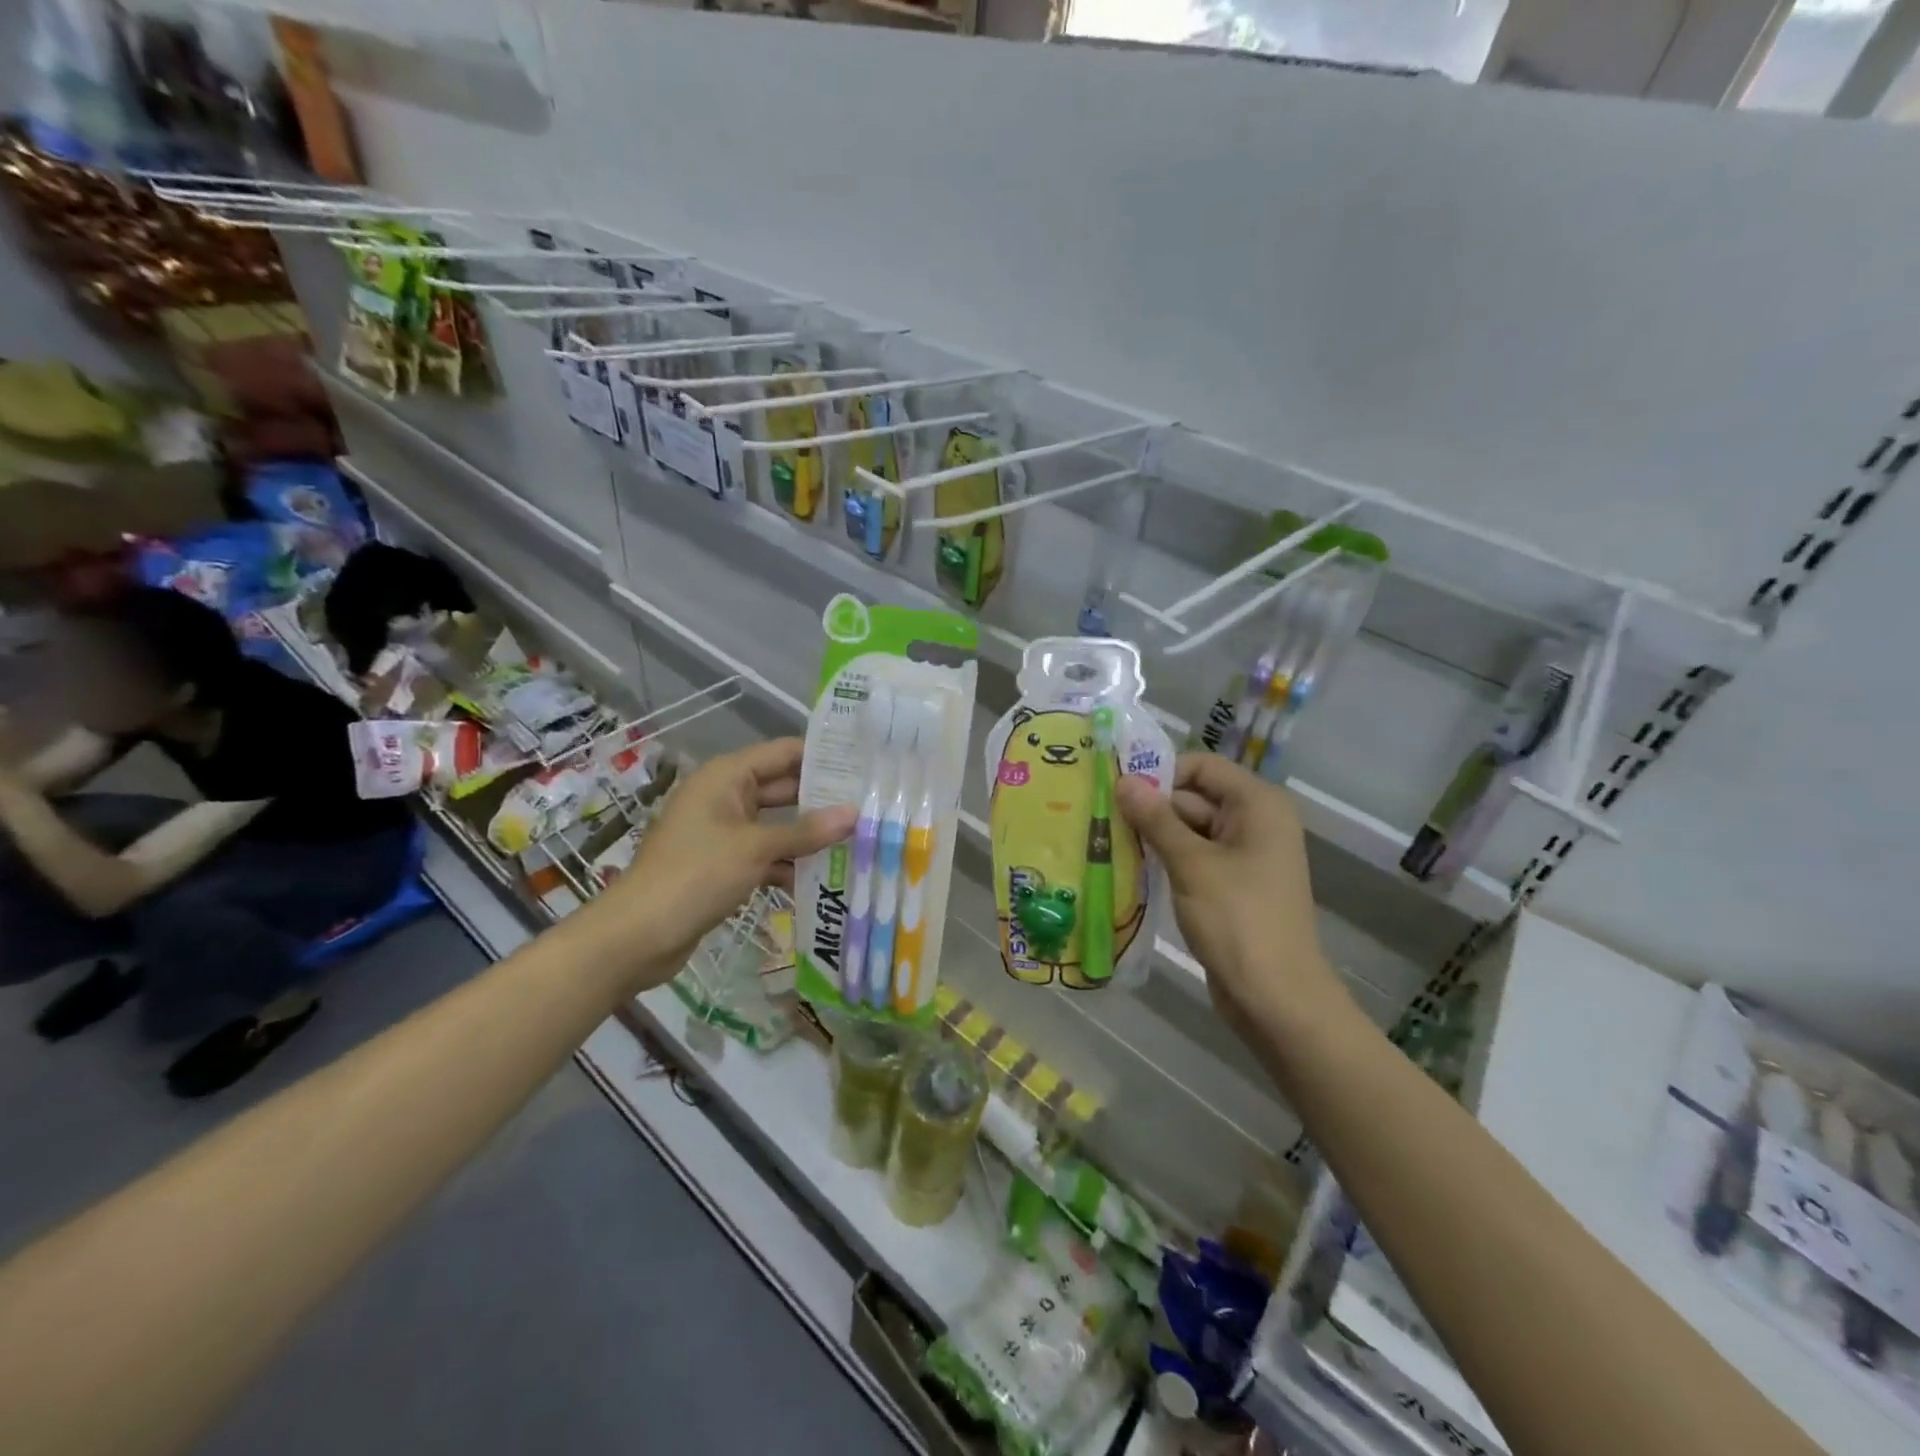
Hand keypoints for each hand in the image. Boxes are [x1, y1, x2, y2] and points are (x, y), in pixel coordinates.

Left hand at [589, 738, 854, 988]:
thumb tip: (855, 814)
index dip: (822, 756)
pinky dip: (787, 863)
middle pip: (782, 788)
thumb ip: (806, 831)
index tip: (865, 763)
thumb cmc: (697, 874)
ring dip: (808, 836)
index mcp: (726, 777)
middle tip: (869, 805)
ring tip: (857, 840)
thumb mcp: (756, 848)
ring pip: (776, 825)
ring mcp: (723, 832)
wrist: (638, 935)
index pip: (783, 753)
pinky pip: (764, 854)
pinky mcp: (722, 864)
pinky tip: (822, 877)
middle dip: (822, 799)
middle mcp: (725, 797)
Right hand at [1116, 753, 1346, 1036]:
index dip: (1160, 773)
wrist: (1275, 998)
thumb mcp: (1192, 864)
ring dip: (1152, 835)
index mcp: (1257, 804)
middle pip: (1193, 797)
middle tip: (1099, 815)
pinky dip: (1165, 858)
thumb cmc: (1238, 921)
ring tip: (1104, 838)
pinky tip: (1128, 864)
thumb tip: (1123, 780)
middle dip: (1149, 807)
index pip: (1201, 766)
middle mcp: (1254, 821)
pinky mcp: (1230, 884)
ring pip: (1188, 829)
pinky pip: (1193, 857)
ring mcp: (1243, 855)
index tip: (1117, 789)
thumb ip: (1156, 819)